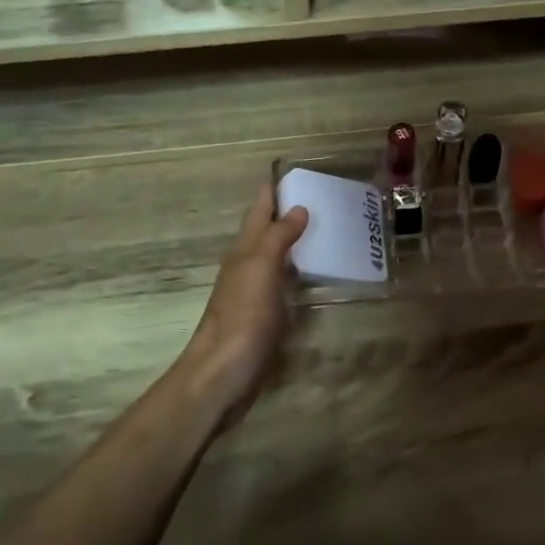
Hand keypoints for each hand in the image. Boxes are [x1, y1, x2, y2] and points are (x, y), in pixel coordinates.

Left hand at [173, 182, 308, 431]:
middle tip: (317, 198)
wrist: (223, 373)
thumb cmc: (242, 317)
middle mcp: (246, 267)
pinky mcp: (263, 319)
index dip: (271, 192)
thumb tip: (297, 208)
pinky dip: (296, 274)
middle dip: (284, 214)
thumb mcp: (261, 268)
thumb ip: (278, 237)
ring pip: (273, 259)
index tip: (288, 171)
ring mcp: (254, 295)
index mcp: (244, 251)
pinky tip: (310, 278)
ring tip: (321, 232)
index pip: (258, 211)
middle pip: (265, 233)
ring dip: (291, 244)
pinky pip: (282, 286)